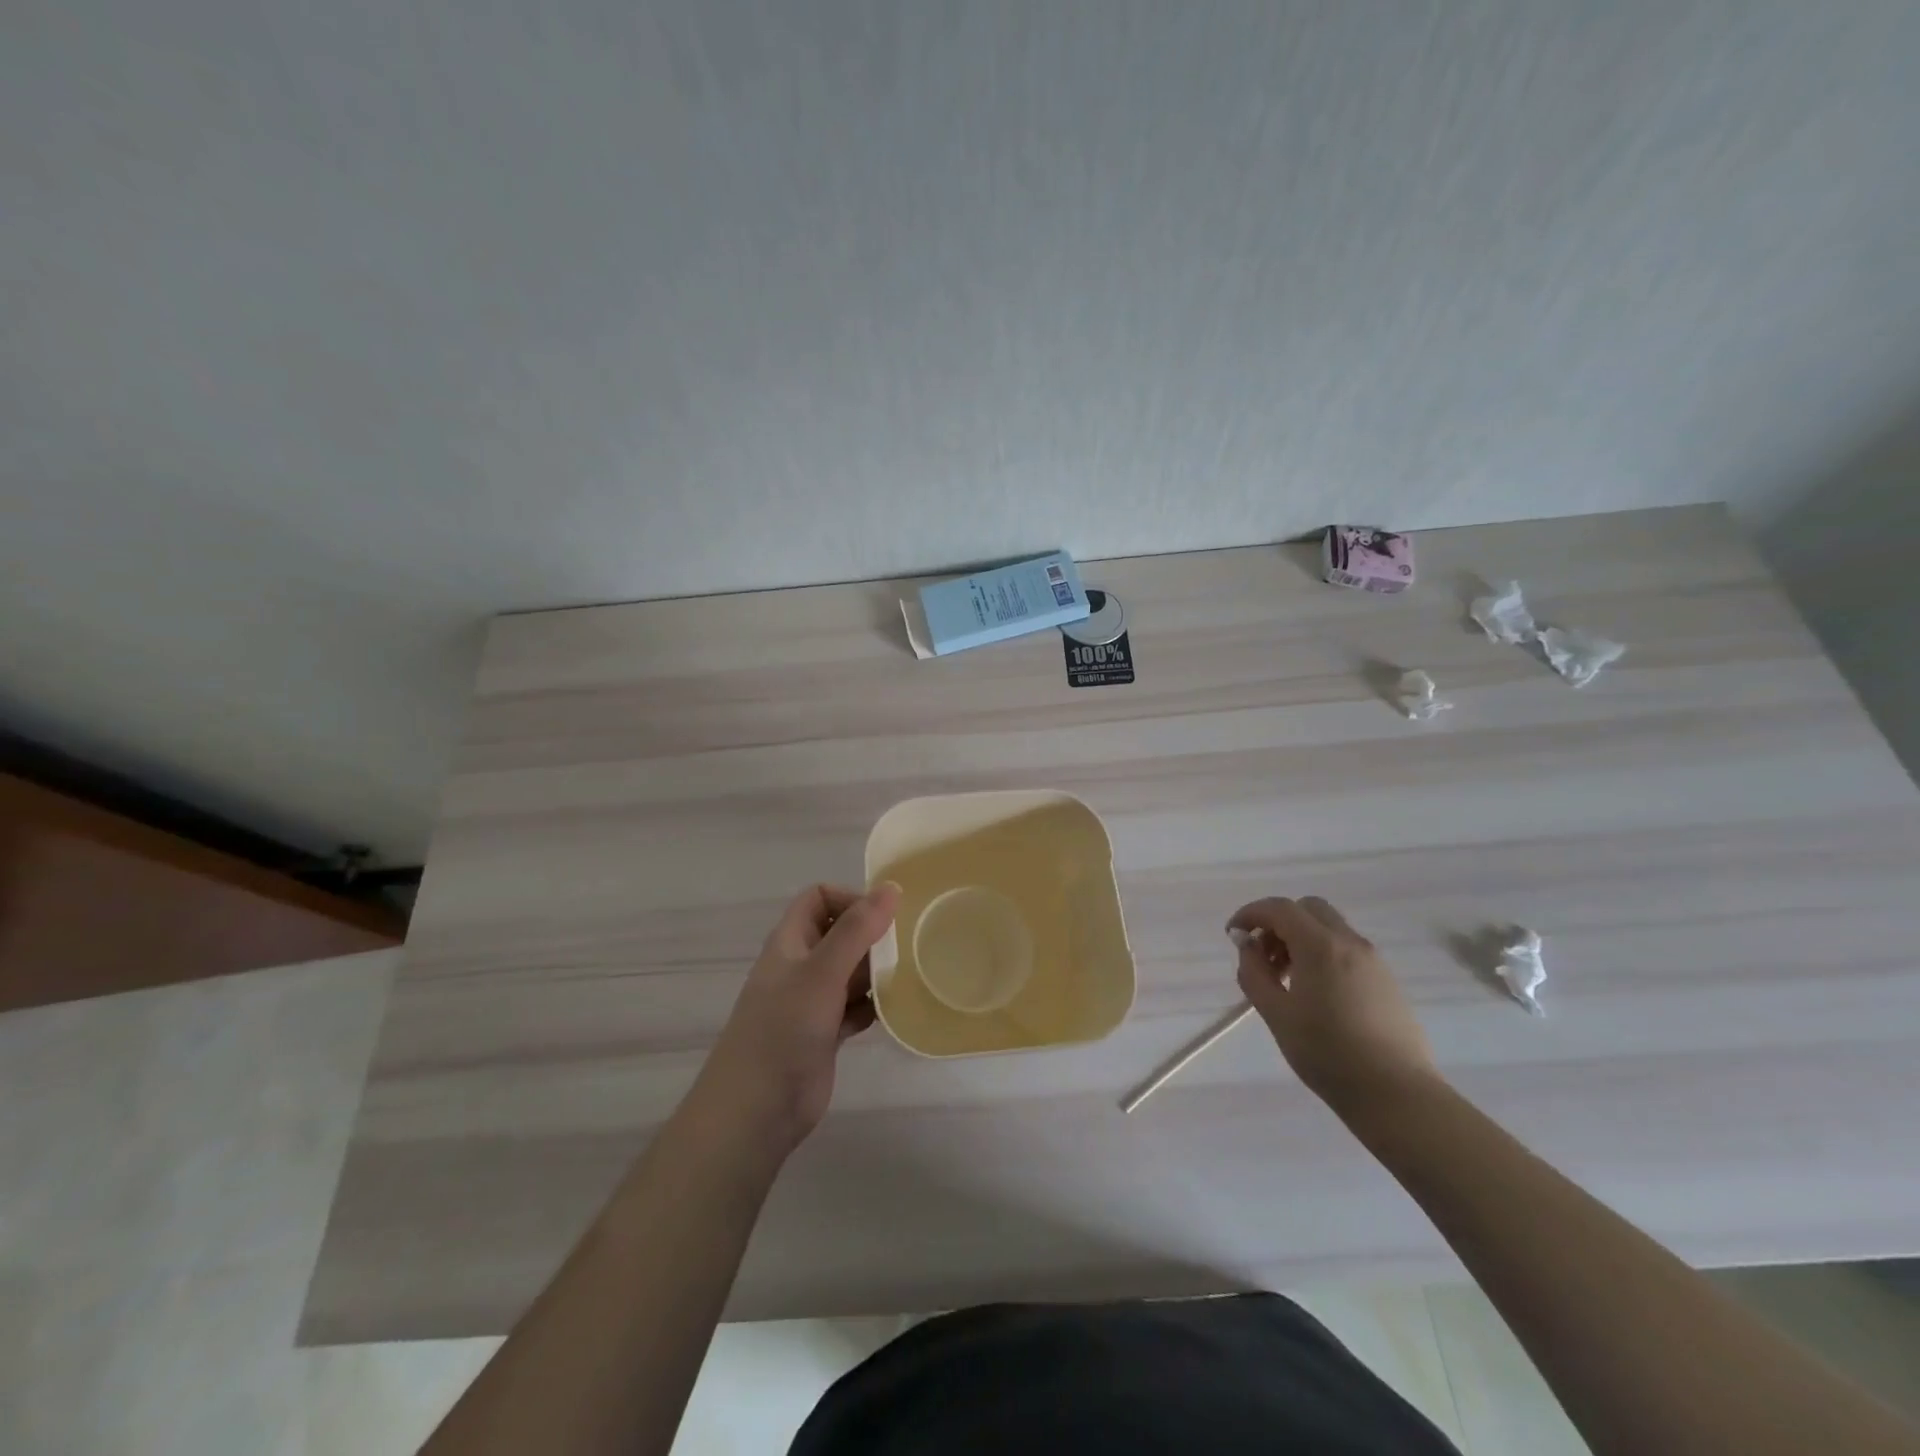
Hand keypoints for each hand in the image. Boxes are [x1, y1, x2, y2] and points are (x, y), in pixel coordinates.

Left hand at [692, 882, 899, 1158]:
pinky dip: (874, 1005)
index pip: (820, 898)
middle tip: (907, 947)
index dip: (850, 899)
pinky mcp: (824, 1033)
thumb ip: (857, 929)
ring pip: (850, 971)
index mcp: (791, 941)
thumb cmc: (784, 1030)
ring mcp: (811, 1001)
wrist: (756, 1110)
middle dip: (872, 936)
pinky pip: (855, 1007)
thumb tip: (891, 887)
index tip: (884, 918)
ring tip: (908, 975)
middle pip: (840, 933)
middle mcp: (800, 965)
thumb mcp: (822, 972)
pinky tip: (896, 1010)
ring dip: (876, 971)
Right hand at [1227, 895, 1440, 1114]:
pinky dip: (1323, 954)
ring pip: (1330, 928)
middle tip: (1264, 955)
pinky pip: (1347, 950)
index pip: (1279, 908)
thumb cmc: (1327, 1053)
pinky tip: (1316, 993)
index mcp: (1320, 945)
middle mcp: (1350, 942)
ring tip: (1287, 979)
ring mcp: (1374, 961)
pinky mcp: (1387, 981)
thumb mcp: (1276, 1014)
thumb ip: (1254, 973)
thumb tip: (1248, 946)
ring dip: (1301, 938)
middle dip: (1279, 922)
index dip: (1251, 914)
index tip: (1234, 934)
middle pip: (1308, 909)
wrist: (1396, 1094)